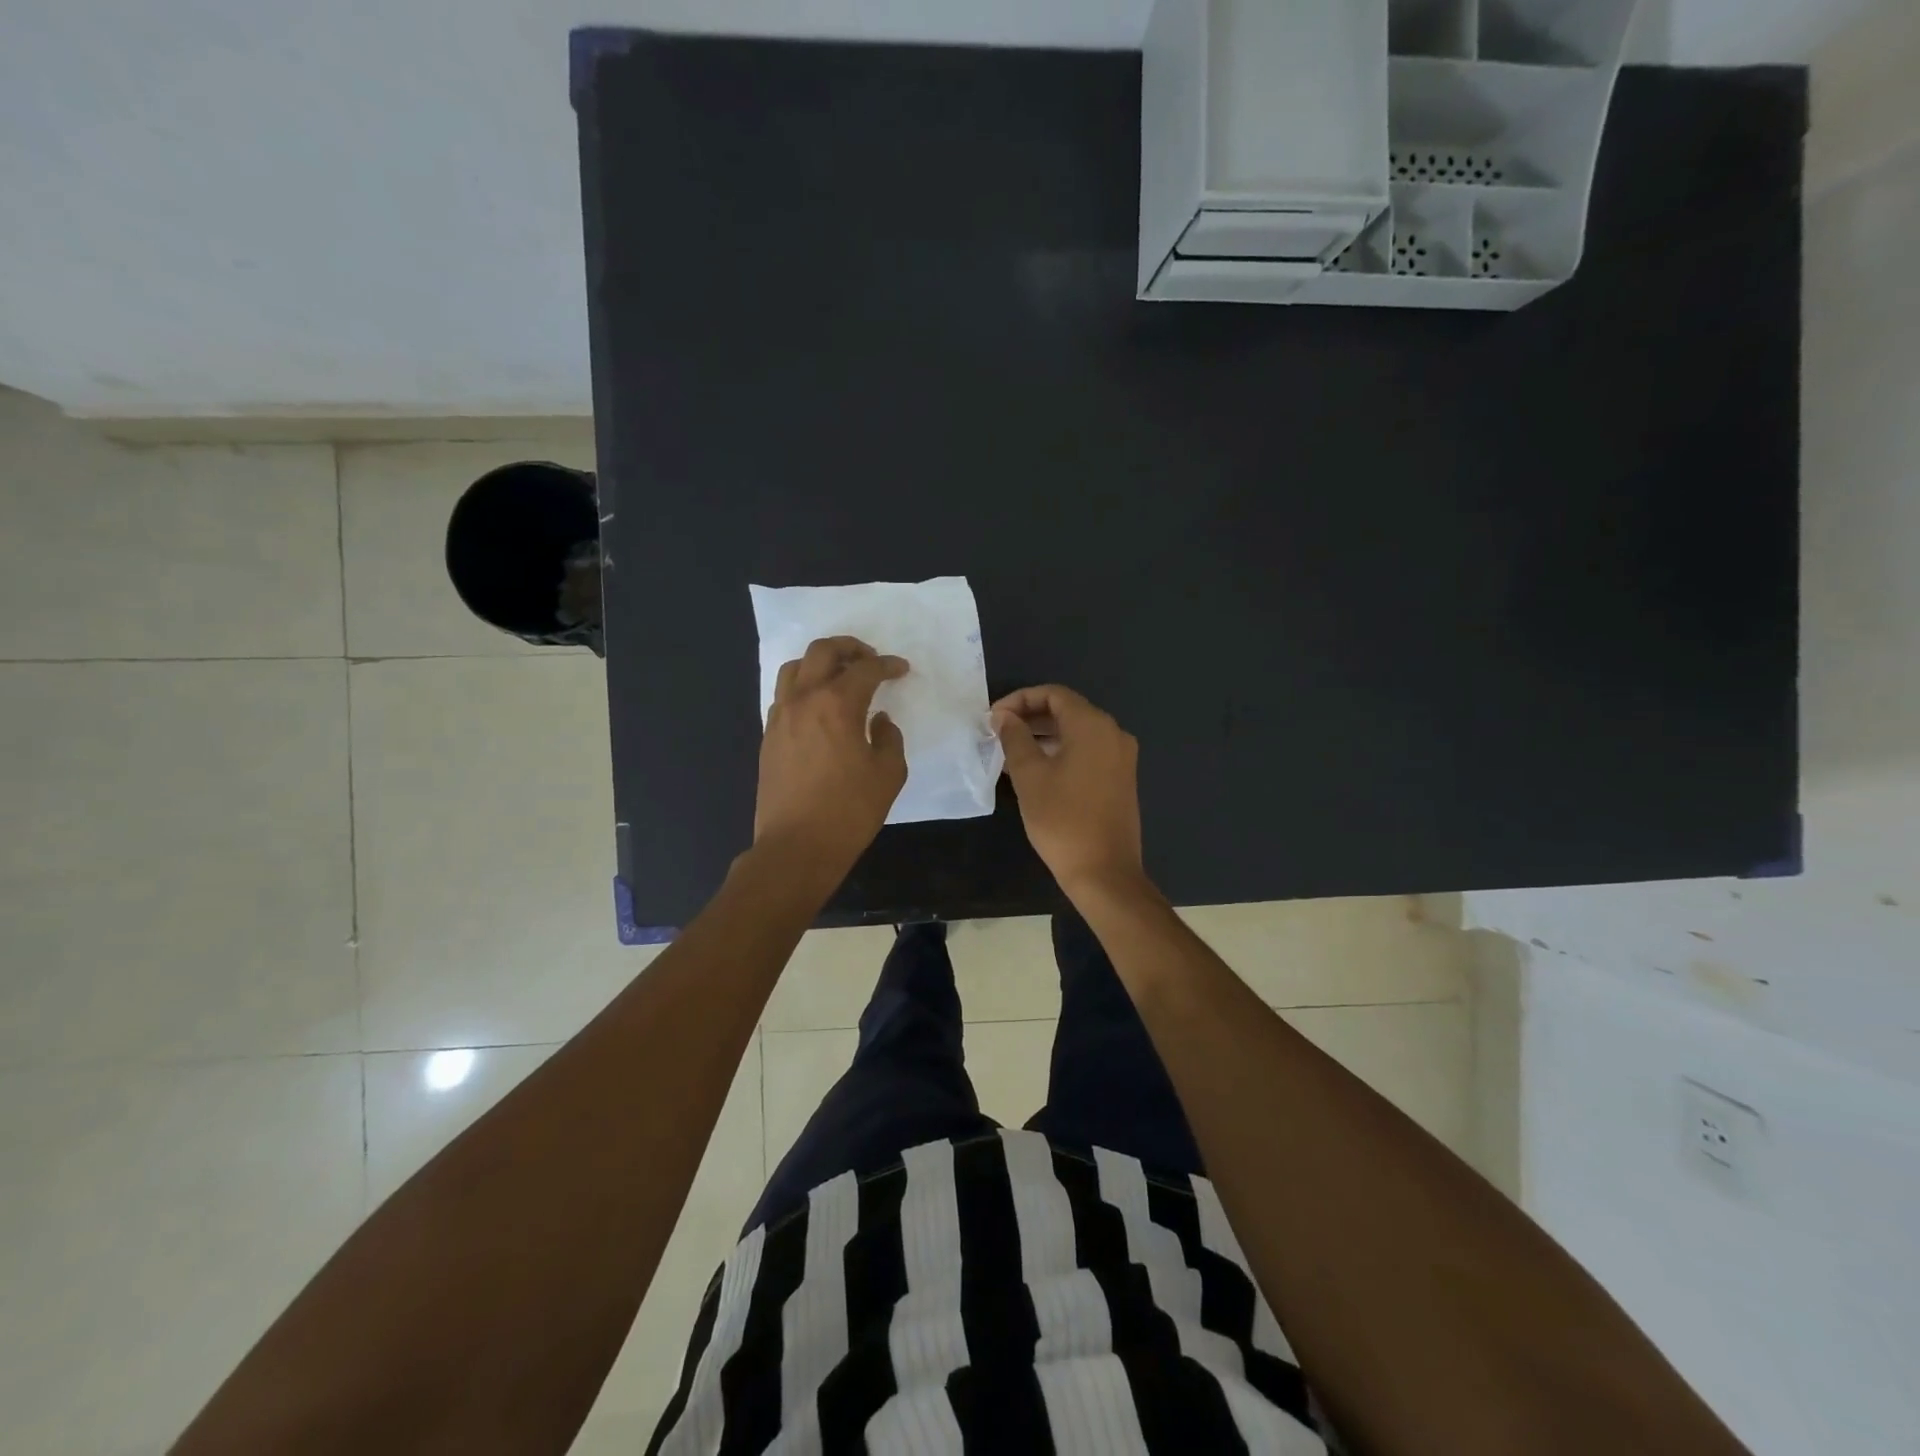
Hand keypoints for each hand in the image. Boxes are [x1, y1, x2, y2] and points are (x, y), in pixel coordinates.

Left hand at [754, 637, 908, 878]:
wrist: (796, 846)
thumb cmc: (849, 811)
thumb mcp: (888, 774)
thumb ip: (889, 738)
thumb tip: (879, 721)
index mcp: (837, 704)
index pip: (864, 669)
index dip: (887, 665)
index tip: (901, 670)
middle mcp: (804, 700)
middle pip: (822, 651)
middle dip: (849, 647)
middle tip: (869, 660)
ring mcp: (780, 716)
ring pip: (795, 668)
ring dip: (820, 663)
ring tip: (839, 678)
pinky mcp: (769, 736)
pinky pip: (784, 695)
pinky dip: (803, 688)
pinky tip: (819, 707)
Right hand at [993, 685, 1145, 896]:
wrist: (1104, 872)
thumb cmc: (1062, 820)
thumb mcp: (1029, 776)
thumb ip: (1014, 738)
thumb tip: (1004, 716)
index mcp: (1093, 726)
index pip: (1054, 694)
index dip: (1020, 699)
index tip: (994, 718)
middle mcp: (1113, 733)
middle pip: (1067, 711)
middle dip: (1030, 717)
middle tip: (998, 733)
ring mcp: (1121, 757)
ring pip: (1077, 733)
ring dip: (1044, 736)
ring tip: (1010, 753)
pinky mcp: (1121, 778)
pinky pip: (1088, 752)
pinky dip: (1061, 752)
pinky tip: (1035, 770)